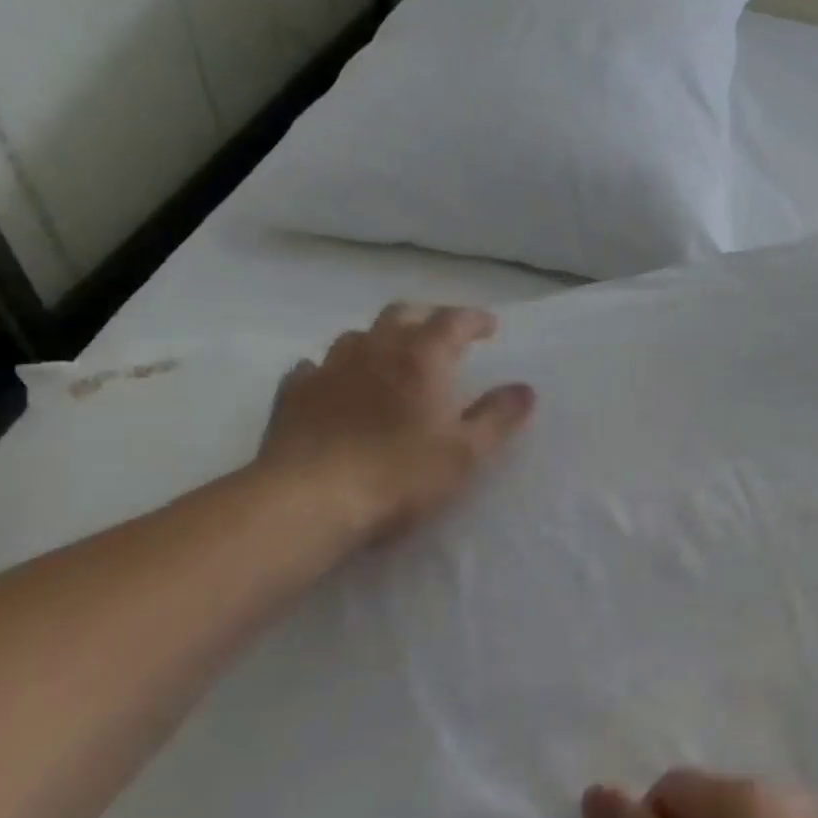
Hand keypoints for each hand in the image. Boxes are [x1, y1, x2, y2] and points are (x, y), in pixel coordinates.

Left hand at [256, 303, 533, 542]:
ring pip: (357, 337)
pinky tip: (336, 385)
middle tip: (442, 335)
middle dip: (427, 319)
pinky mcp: (293, 395)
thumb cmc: (399, 475)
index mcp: (421, 358)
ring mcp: (328, 369)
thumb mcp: (464, 453)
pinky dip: (334, 369)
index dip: (474, 319)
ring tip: (391, 359)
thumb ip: (497, 417)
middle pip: (401, 315)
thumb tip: (524, 389)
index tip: (489, 326)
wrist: (308, 502)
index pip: (452, 321)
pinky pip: (315, 367)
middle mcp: (374, 351)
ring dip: (380, 340)